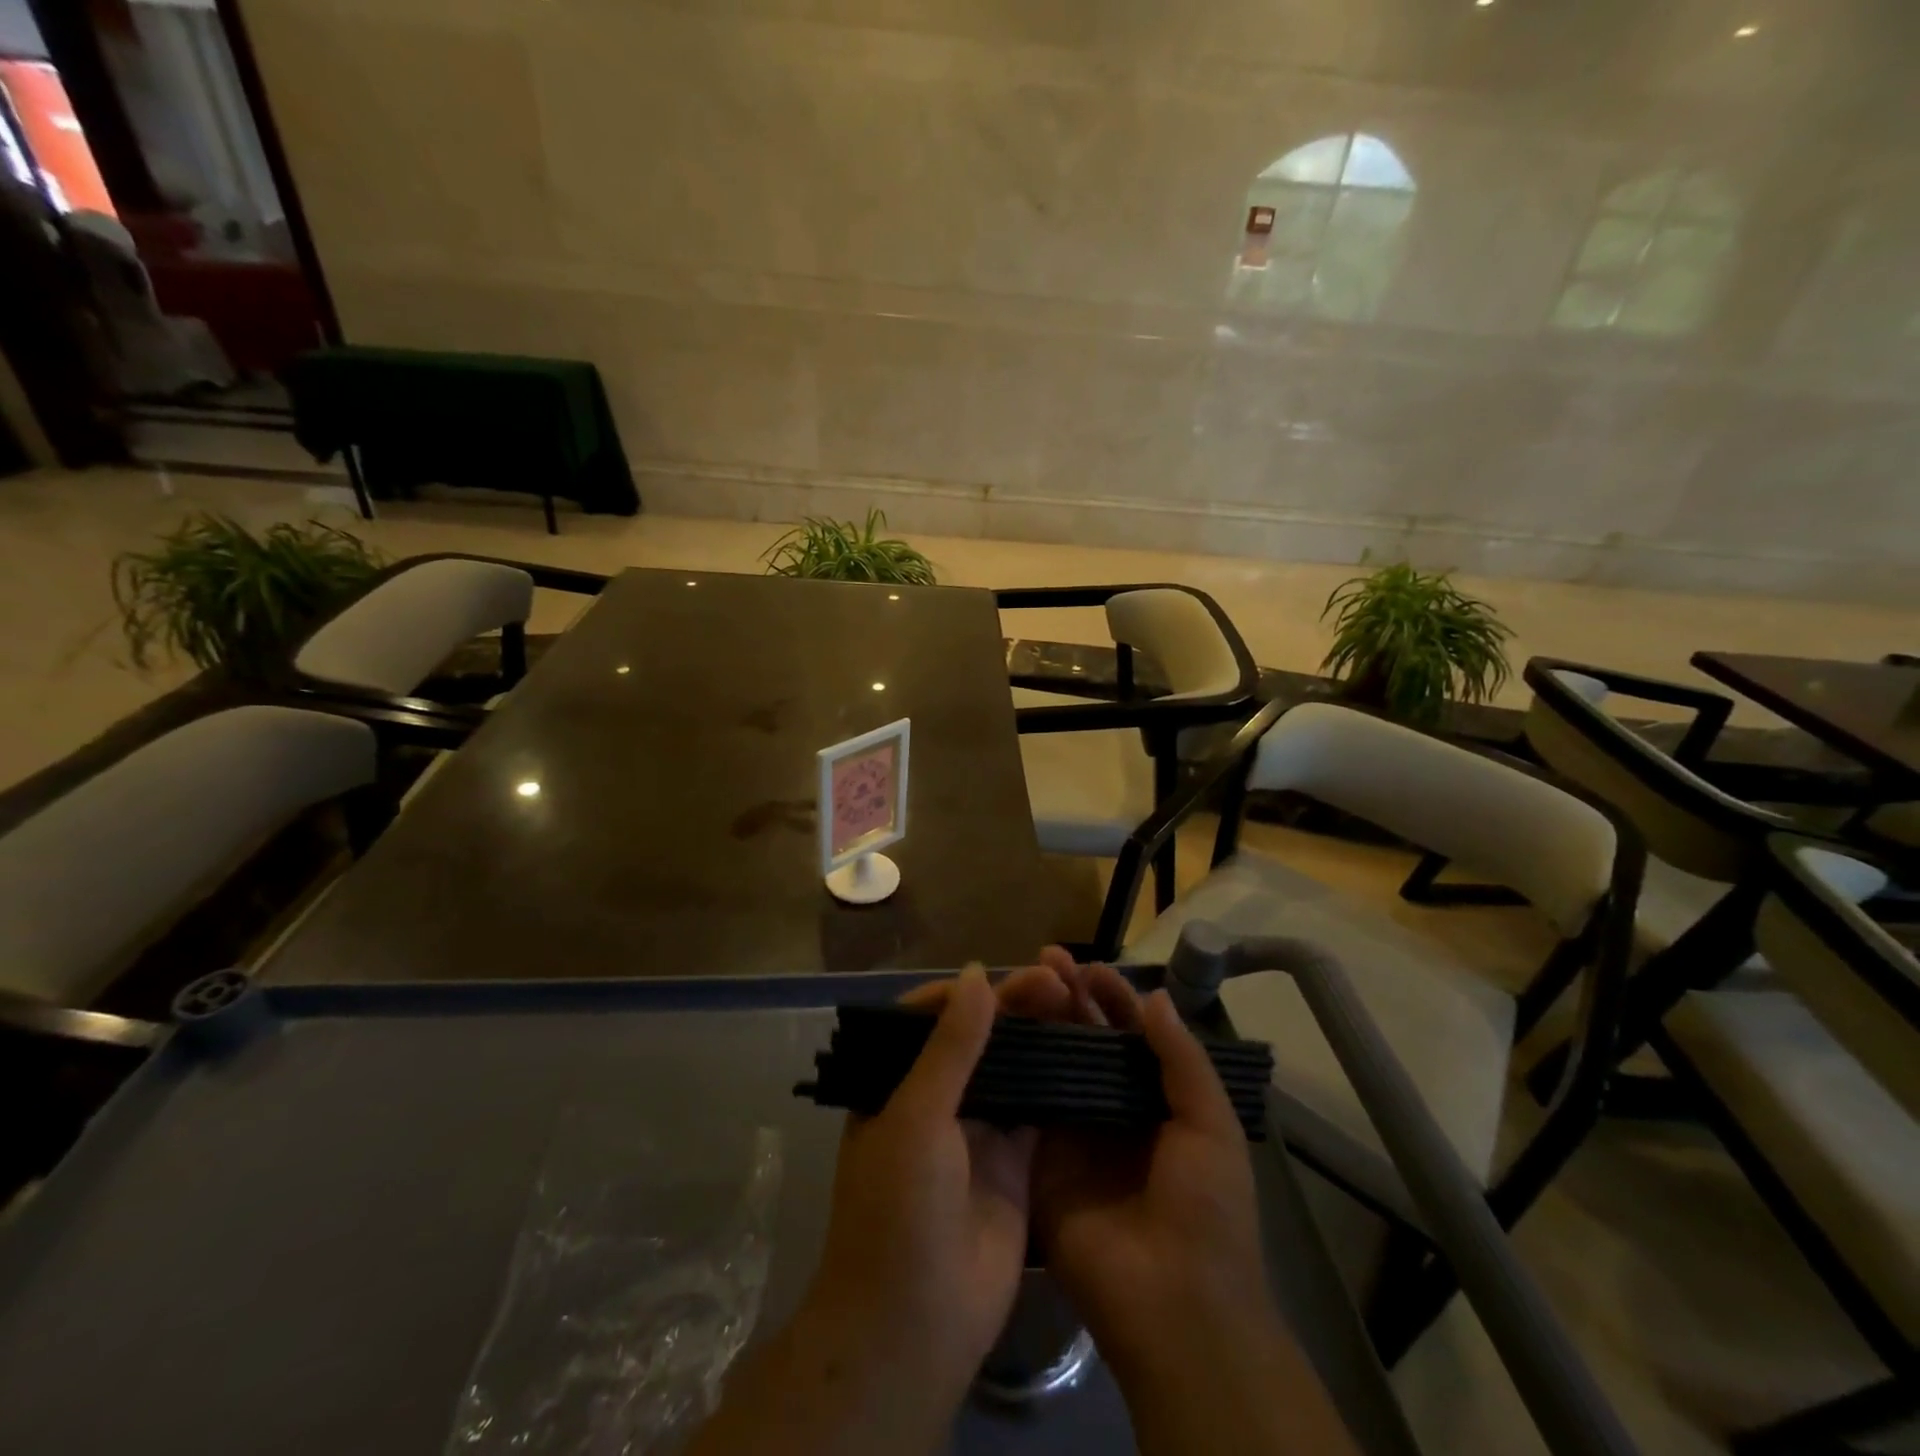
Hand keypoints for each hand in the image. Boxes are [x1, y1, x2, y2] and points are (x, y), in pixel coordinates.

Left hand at [789, 962, 1076, 1443]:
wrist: (915, 1327)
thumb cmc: (899, 1208)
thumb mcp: (917, 1117)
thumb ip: (950, 1046)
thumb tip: (977, 973)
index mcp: (895, 1084)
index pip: (928, 1018)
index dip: (964, 992)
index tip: (1003, 974)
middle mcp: (935, 1100)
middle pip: (977, 1038)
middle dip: (1011, 1007)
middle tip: (1055, 979)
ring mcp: (976, 1132)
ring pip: (1011, 1069)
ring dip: (1038, 1038)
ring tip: (1074, 1002)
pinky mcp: (1013, 1164)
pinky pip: (1037, 1110)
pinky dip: (1058, 1083)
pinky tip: (1087, 1052)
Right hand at [1031, 963, 1282, 1380]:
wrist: (1175, 1307)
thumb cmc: (1207, 1210)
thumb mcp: (1210, 1126)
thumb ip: (1182, 1059)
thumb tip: (1154, 996)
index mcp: (1153, 1099)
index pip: (1128, 1033)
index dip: (1110, 997)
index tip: (1085, 966)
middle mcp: (1108, 1108)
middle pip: (1083, 1041)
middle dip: (1066, 998)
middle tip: (1043, 960)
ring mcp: (1070, 1134)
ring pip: (1050, 1064)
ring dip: (1036, 1024)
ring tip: (1015, 984)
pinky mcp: (1038, 1160)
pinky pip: (1023, 1107)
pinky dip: (1010, 1069)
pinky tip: (991, 1033)